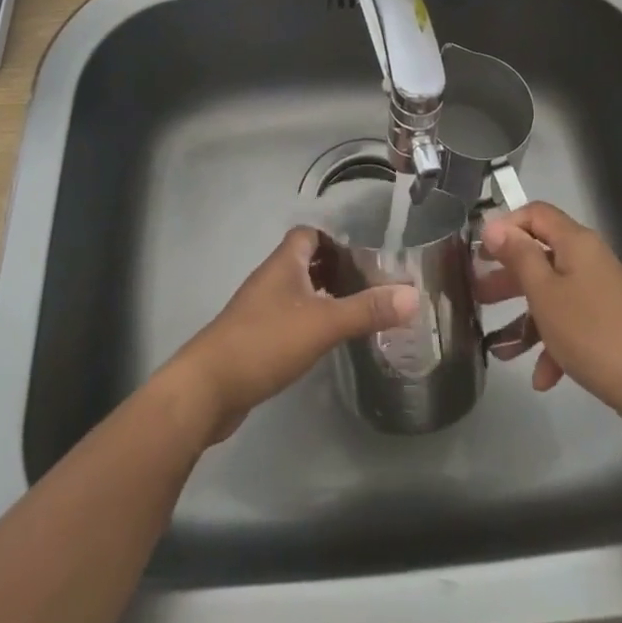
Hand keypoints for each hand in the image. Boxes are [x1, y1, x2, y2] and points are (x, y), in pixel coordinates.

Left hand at [166, 227, 416, 442]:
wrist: (208, 388)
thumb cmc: (265, 342)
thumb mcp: (323, 324)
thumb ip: (367, 310)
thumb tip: (413, 295)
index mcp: (283, 263)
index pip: (309, 234)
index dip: (335, 240)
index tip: (363, 257)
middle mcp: (270, 279)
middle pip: (303, 262)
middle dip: (333, 270)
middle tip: (365, 287)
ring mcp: (258, 310)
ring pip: (295, 292)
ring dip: (320, 298)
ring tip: (352, 314)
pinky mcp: (253, 339)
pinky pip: (286, 319)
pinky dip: (306, 323)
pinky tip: (322, 343)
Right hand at [478, 202, 621, 430]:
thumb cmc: (590, 332)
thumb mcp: (544, 292)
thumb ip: (518, 256)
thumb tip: (494, 224)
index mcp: (576, 243)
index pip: (535, 213)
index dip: (506, 225)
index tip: (481, 251)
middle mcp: (589, 260)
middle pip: (540, 255)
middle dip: (508, 276)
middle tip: (477, 293)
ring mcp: (600, 293)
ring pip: (552, 294)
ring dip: (525, 318)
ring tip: (498, 346)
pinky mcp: (607, 324)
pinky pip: (571, 323)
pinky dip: (552, 343)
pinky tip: (540, 377)